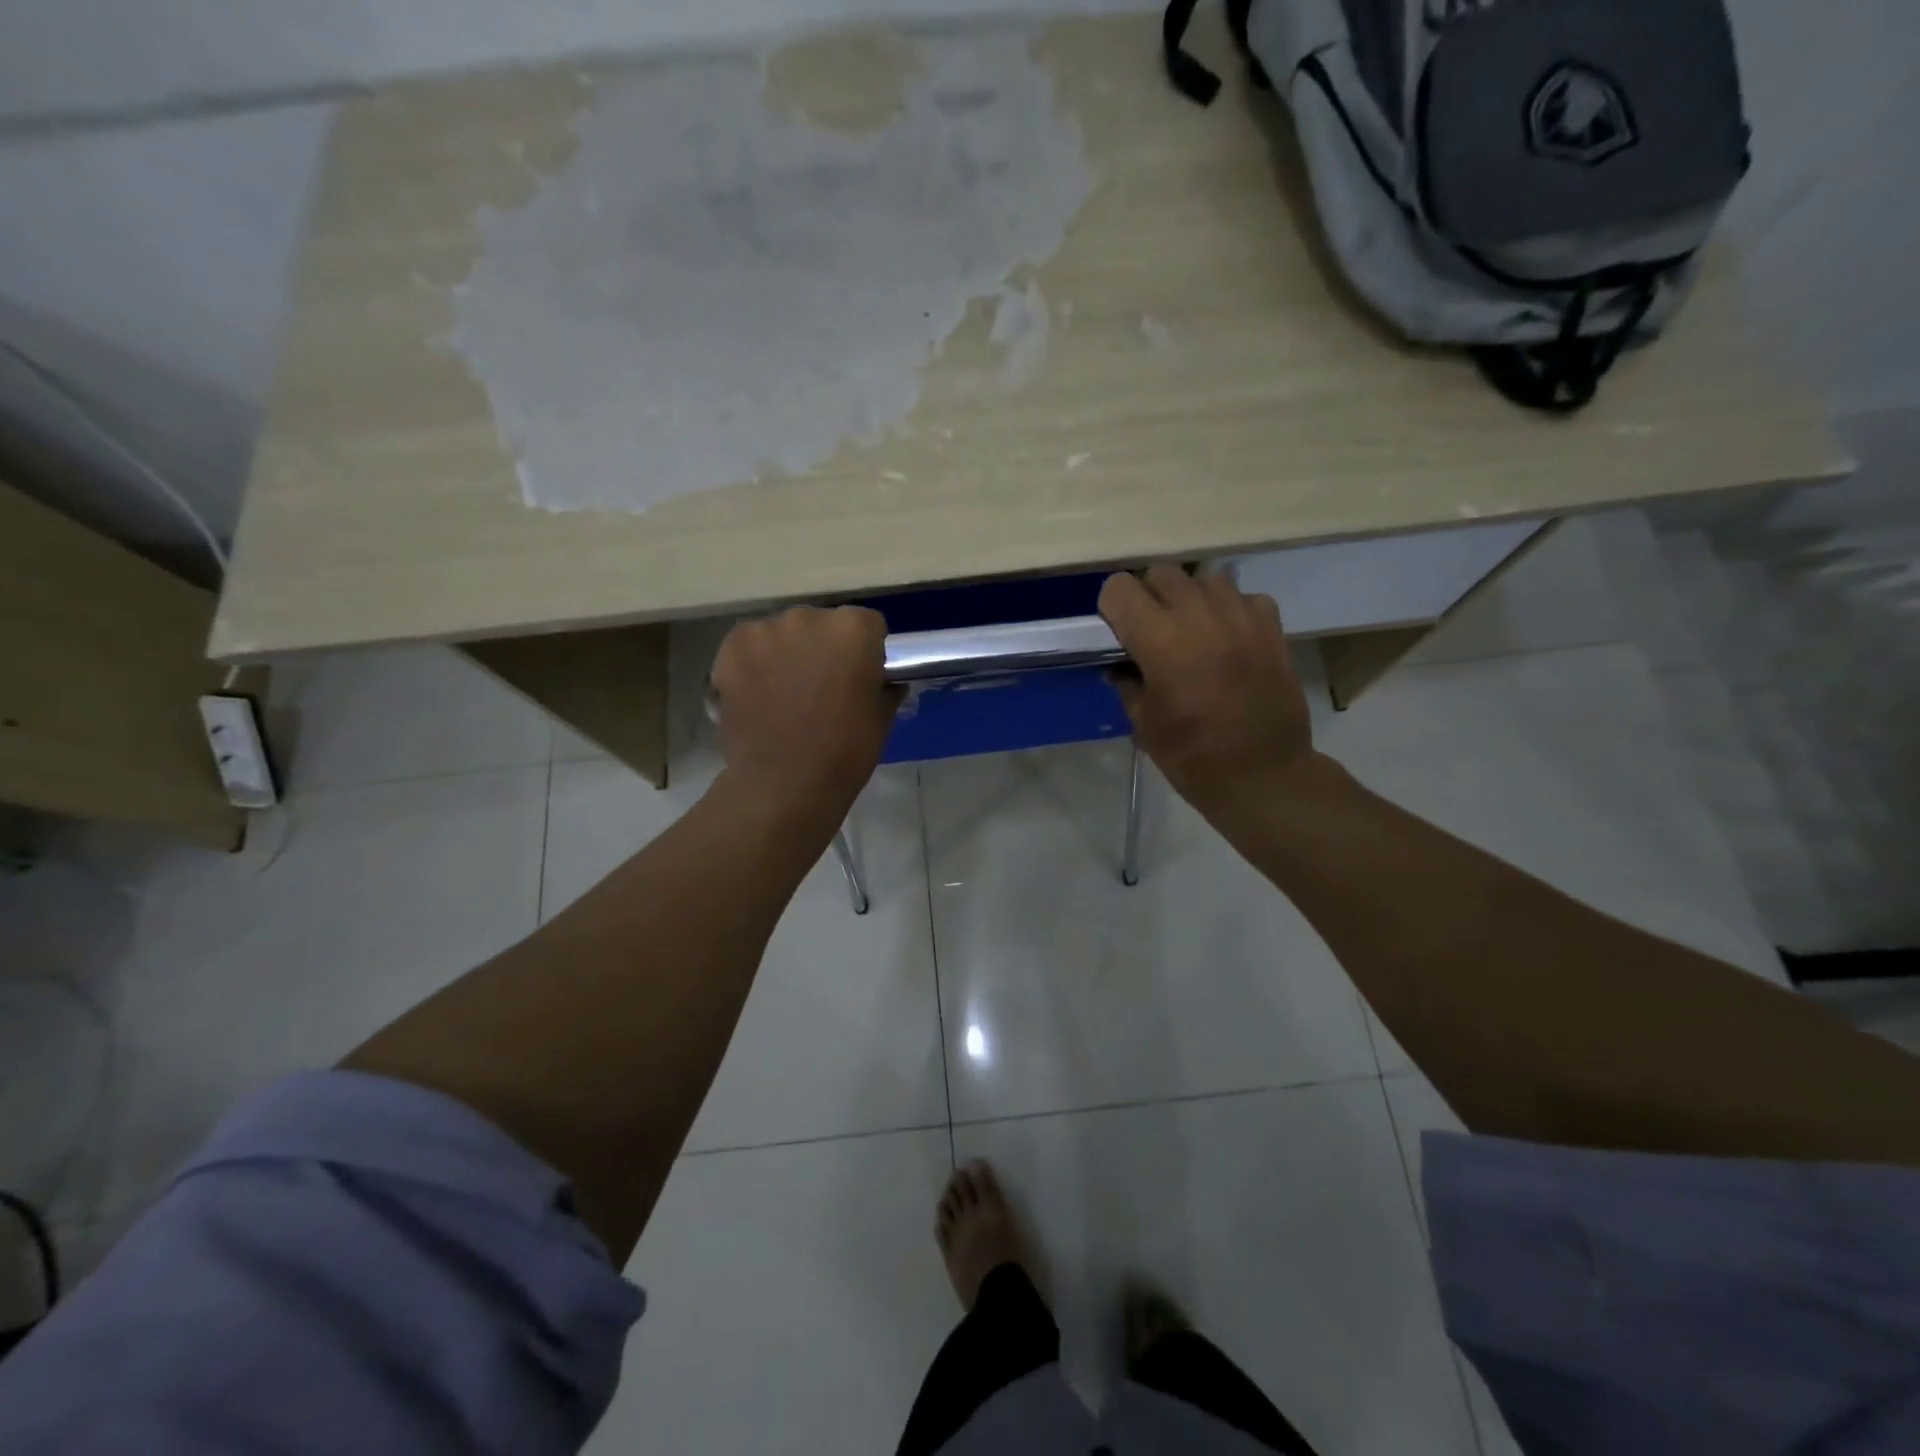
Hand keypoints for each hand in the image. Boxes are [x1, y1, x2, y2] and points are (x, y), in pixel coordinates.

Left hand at [710, 606, 899, 816]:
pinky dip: (754, 662)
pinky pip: (749, 646)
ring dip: (787, 653)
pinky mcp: (731, 648)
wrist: (783, 784)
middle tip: (821, 685)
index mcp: (853, 630)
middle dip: (823, 647)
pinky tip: (757, 692)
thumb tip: (886, 682)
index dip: (866, 650)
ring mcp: (765, 630)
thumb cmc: (844, 753)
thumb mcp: (881, 720)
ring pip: (782, 633)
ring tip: (784, 693)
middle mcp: (808, 617)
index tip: (860, 675)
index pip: (868, 625)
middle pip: (821, 624)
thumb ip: (883, 688)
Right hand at [1098, 566, 1316, 814]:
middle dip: (1149, 596)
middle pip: (1162, 573)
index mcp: (1161, 642)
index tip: (1117, 631)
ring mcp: (1241, 617)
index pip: (1120, 589)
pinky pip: (1243, 596)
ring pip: (1204, 578)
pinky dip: (1229, 609)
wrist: (1264, 775)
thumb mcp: (1144, 724)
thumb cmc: (1193, 757)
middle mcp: (1200, 617)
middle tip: (1151, 631)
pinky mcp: (1271, 627)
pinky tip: (1227, 638)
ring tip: (1191, 630)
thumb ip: (1128, 684)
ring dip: (1190, 598)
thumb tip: (1121, 666)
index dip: (1112, 608)